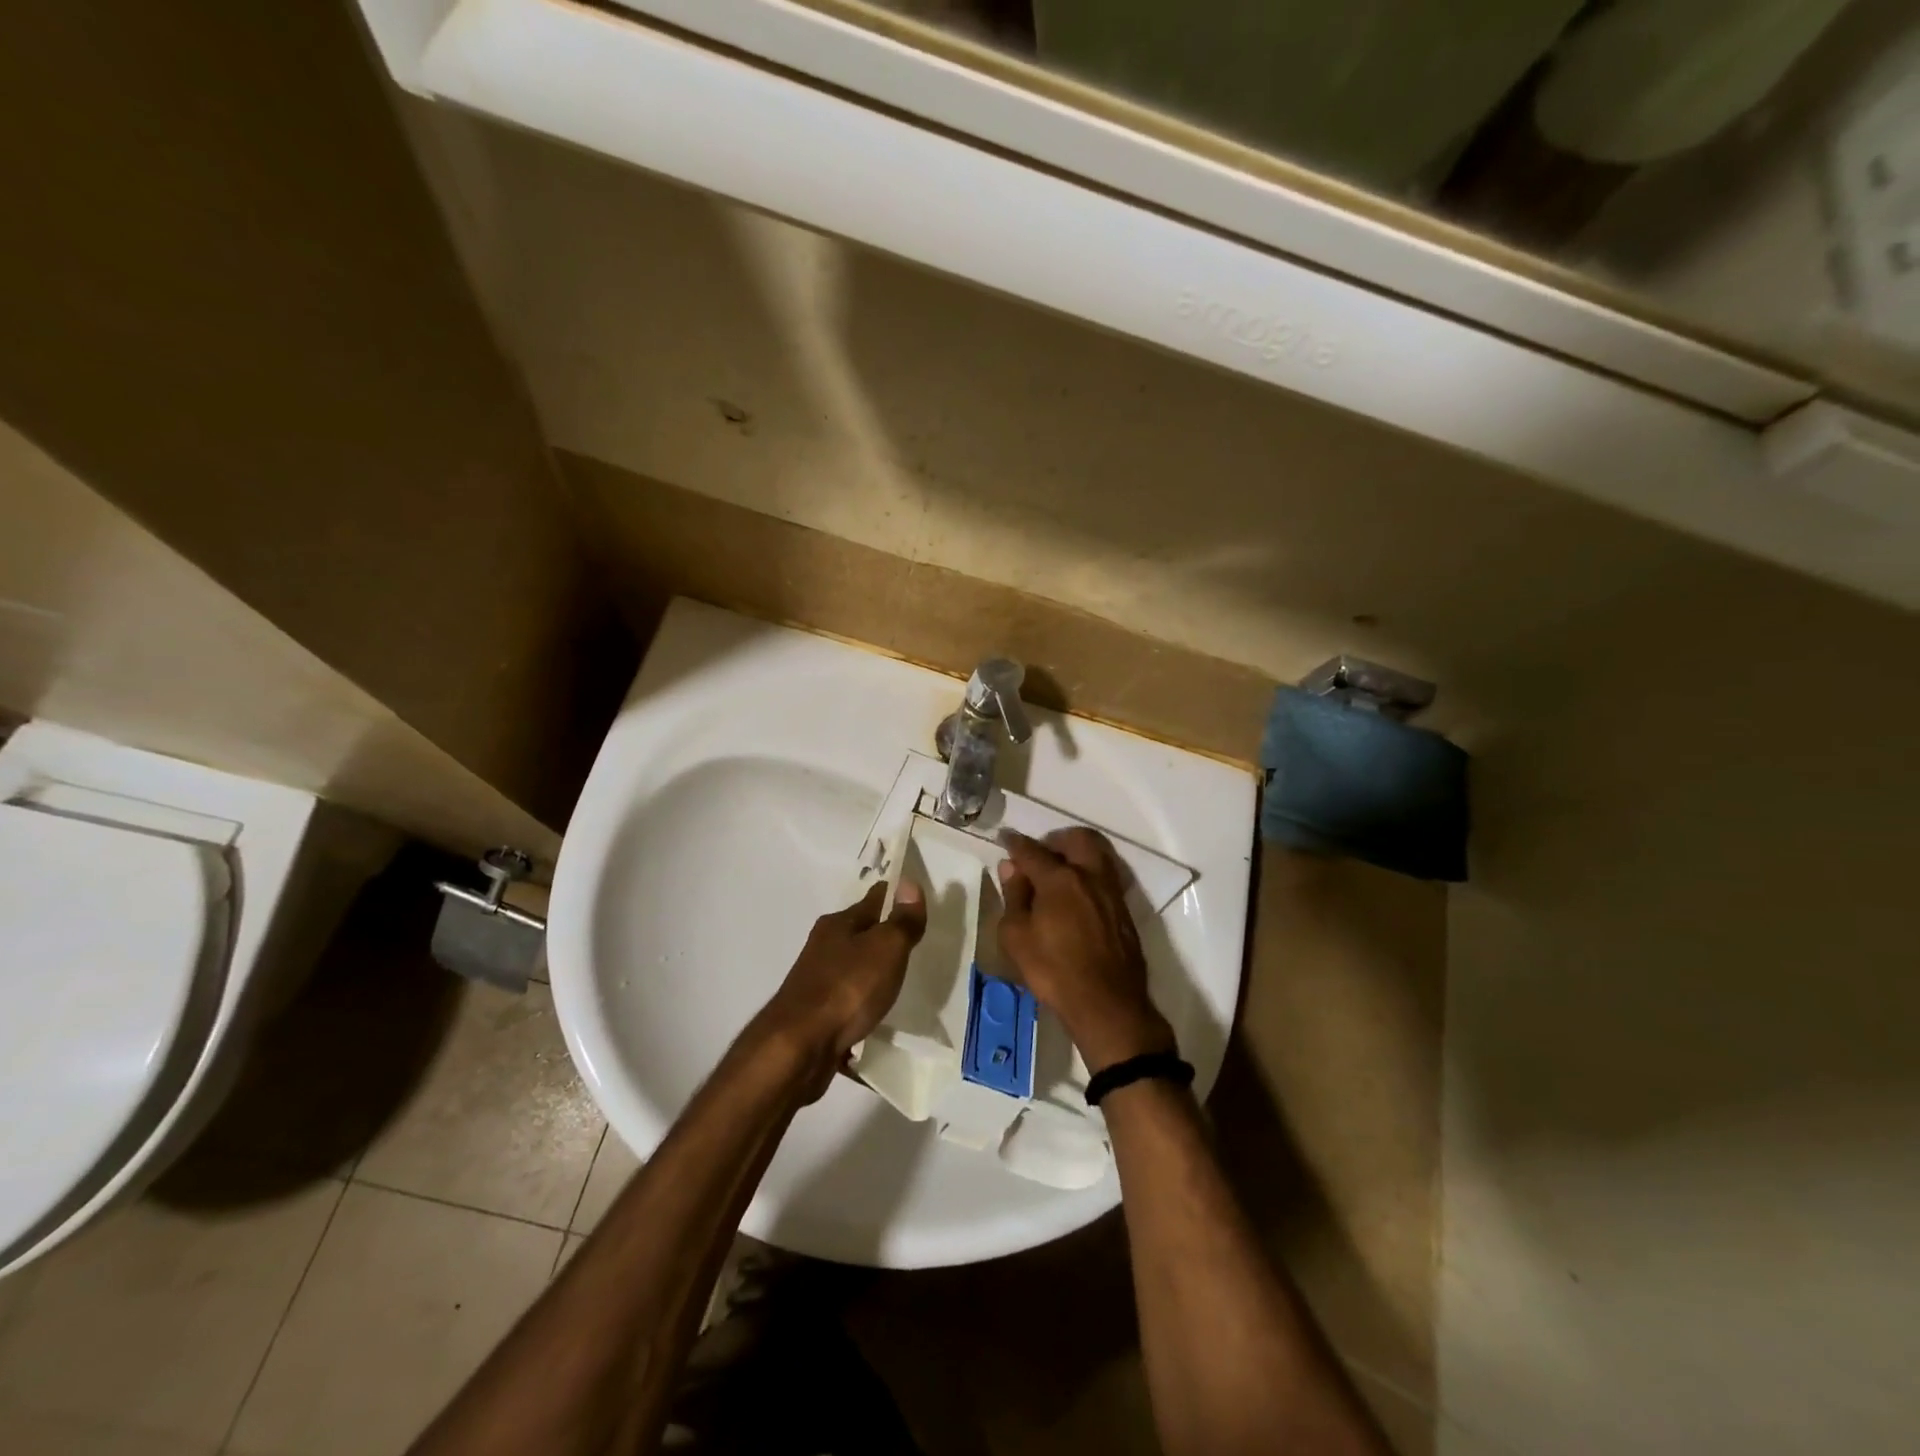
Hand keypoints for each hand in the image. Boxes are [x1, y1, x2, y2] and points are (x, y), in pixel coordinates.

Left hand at [752, 879, 926, 1098]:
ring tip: (898, 982)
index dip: (896, 896)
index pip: (874, 899)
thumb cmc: (847, 989)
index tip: (915, 900)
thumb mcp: (885, 949)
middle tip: (913, 944)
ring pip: (852, 968)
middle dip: (883, 935)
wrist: (798, 1048)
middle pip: (860, 932)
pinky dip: (861, 1005)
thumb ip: (901, 920)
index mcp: (838, 924)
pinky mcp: (816, 1015)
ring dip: (871, 972)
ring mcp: (817, 981)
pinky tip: (875, 1018)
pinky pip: (847, 1002)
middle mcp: (824, 947)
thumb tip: (909, 882)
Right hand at [996, 828, 1175, 1074]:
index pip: (1032, 850)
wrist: (1107, 1004)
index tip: (1005, 838)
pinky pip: (1106, 875)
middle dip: (1055, 839)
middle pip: (1076, 838)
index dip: (1015, 843)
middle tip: (1039, 855)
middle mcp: (1089, 875)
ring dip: (1076, 853)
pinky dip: (1089, 873)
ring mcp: (1111, 891)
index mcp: (1060, 878)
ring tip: (1059, 872)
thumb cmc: (1054, 971)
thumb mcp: (1017, 937)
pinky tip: (1077, 894)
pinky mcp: (1123, 909)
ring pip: (1097, 853)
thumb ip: (1014, 896)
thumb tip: (1011, 868)